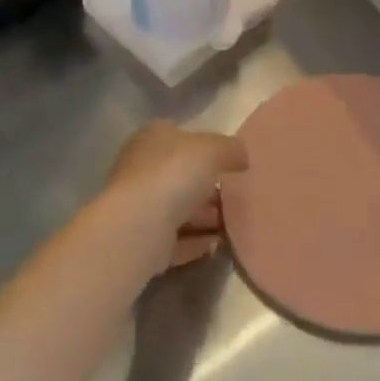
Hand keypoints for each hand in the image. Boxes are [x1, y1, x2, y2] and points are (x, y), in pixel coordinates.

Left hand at [103, 122, 248, 269]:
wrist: (139, 227)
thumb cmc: (174, 174)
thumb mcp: (213, 149)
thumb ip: (230, 149)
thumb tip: (241, 157)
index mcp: (151, 138)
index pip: (177, 135)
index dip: (203, 145)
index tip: (228, 161)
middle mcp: (139, 169)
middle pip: (179, 175)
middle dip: (207, 186)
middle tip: (236, 196)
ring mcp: (138, 206)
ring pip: (177, 209)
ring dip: (204, 217)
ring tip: (234, 225)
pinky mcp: (142, 240)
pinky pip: (175, 239)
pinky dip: (195, 242)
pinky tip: (216, 245)